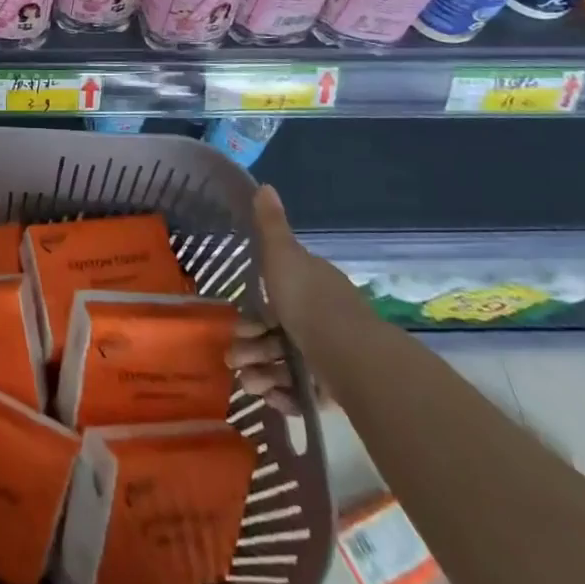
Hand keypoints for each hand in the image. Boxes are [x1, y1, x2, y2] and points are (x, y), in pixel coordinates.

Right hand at [228, 185, 365, 413]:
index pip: (276, 296)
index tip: (236, 323)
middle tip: (233, 359)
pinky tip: (270, 398)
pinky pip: (303, 393)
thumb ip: (270, 225)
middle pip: (277, 332)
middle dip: (251, 346)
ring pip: (287, 364)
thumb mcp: (282, 254)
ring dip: (262, 373)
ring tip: (250, 384)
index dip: (253, 311)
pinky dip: (284, 396)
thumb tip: (265, 185)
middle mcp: (321, 318)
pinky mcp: (336, 389)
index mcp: (311, 285)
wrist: (351, 355)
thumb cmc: (309, 300)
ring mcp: (329, 355)